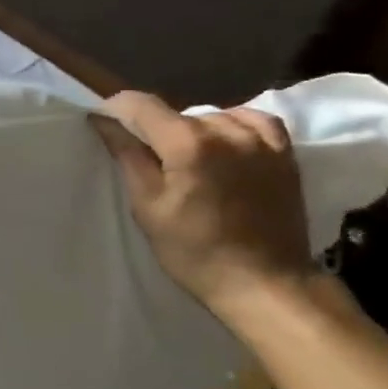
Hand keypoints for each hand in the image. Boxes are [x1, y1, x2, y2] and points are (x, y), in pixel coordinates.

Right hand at [92, 90, 314, 319]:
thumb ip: (128, 157)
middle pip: (176, 114)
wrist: (265, 283)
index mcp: (188, 144)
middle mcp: (227, 130)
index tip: (103, 123)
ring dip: (192, 131)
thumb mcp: (148, 207)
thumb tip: (104, 121)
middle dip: (155, 130)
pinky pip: (253, 121)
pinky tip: (224, 144)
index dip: (116, 108)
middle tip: (147, 161)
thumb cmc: (195, 251)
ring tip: (187, 161)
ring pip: (211, 117)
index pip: (141, 105)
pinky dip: (232, 126)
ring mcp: (261, 140)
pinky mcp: (284, 153)